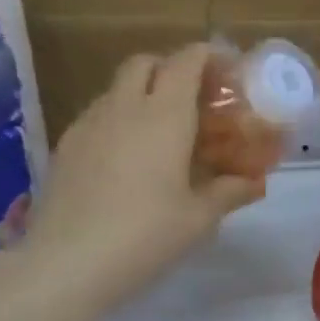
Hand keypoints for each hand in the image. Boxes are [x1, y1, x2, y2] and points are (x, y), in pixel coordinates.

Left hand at [19, 44, 261, 317]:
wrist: (68, 263)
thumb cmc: (146, 236)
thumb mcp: (198, 219)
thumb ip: (229, 192)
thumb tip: (254, 183)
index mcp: (165, 116)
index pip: (187, 61)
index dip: (209, 58)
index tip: (227, 74)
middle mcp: (125, 107)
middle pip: (146, 63)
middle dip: (172, 69)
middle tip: (194, 101)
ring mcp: (89, 124)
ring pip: (118, 89)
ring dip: (144, 94)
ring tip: (163, 133)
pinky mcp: (66, 146)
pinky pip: (99, 115)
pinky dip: (120, 119)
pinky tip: (129, 158)